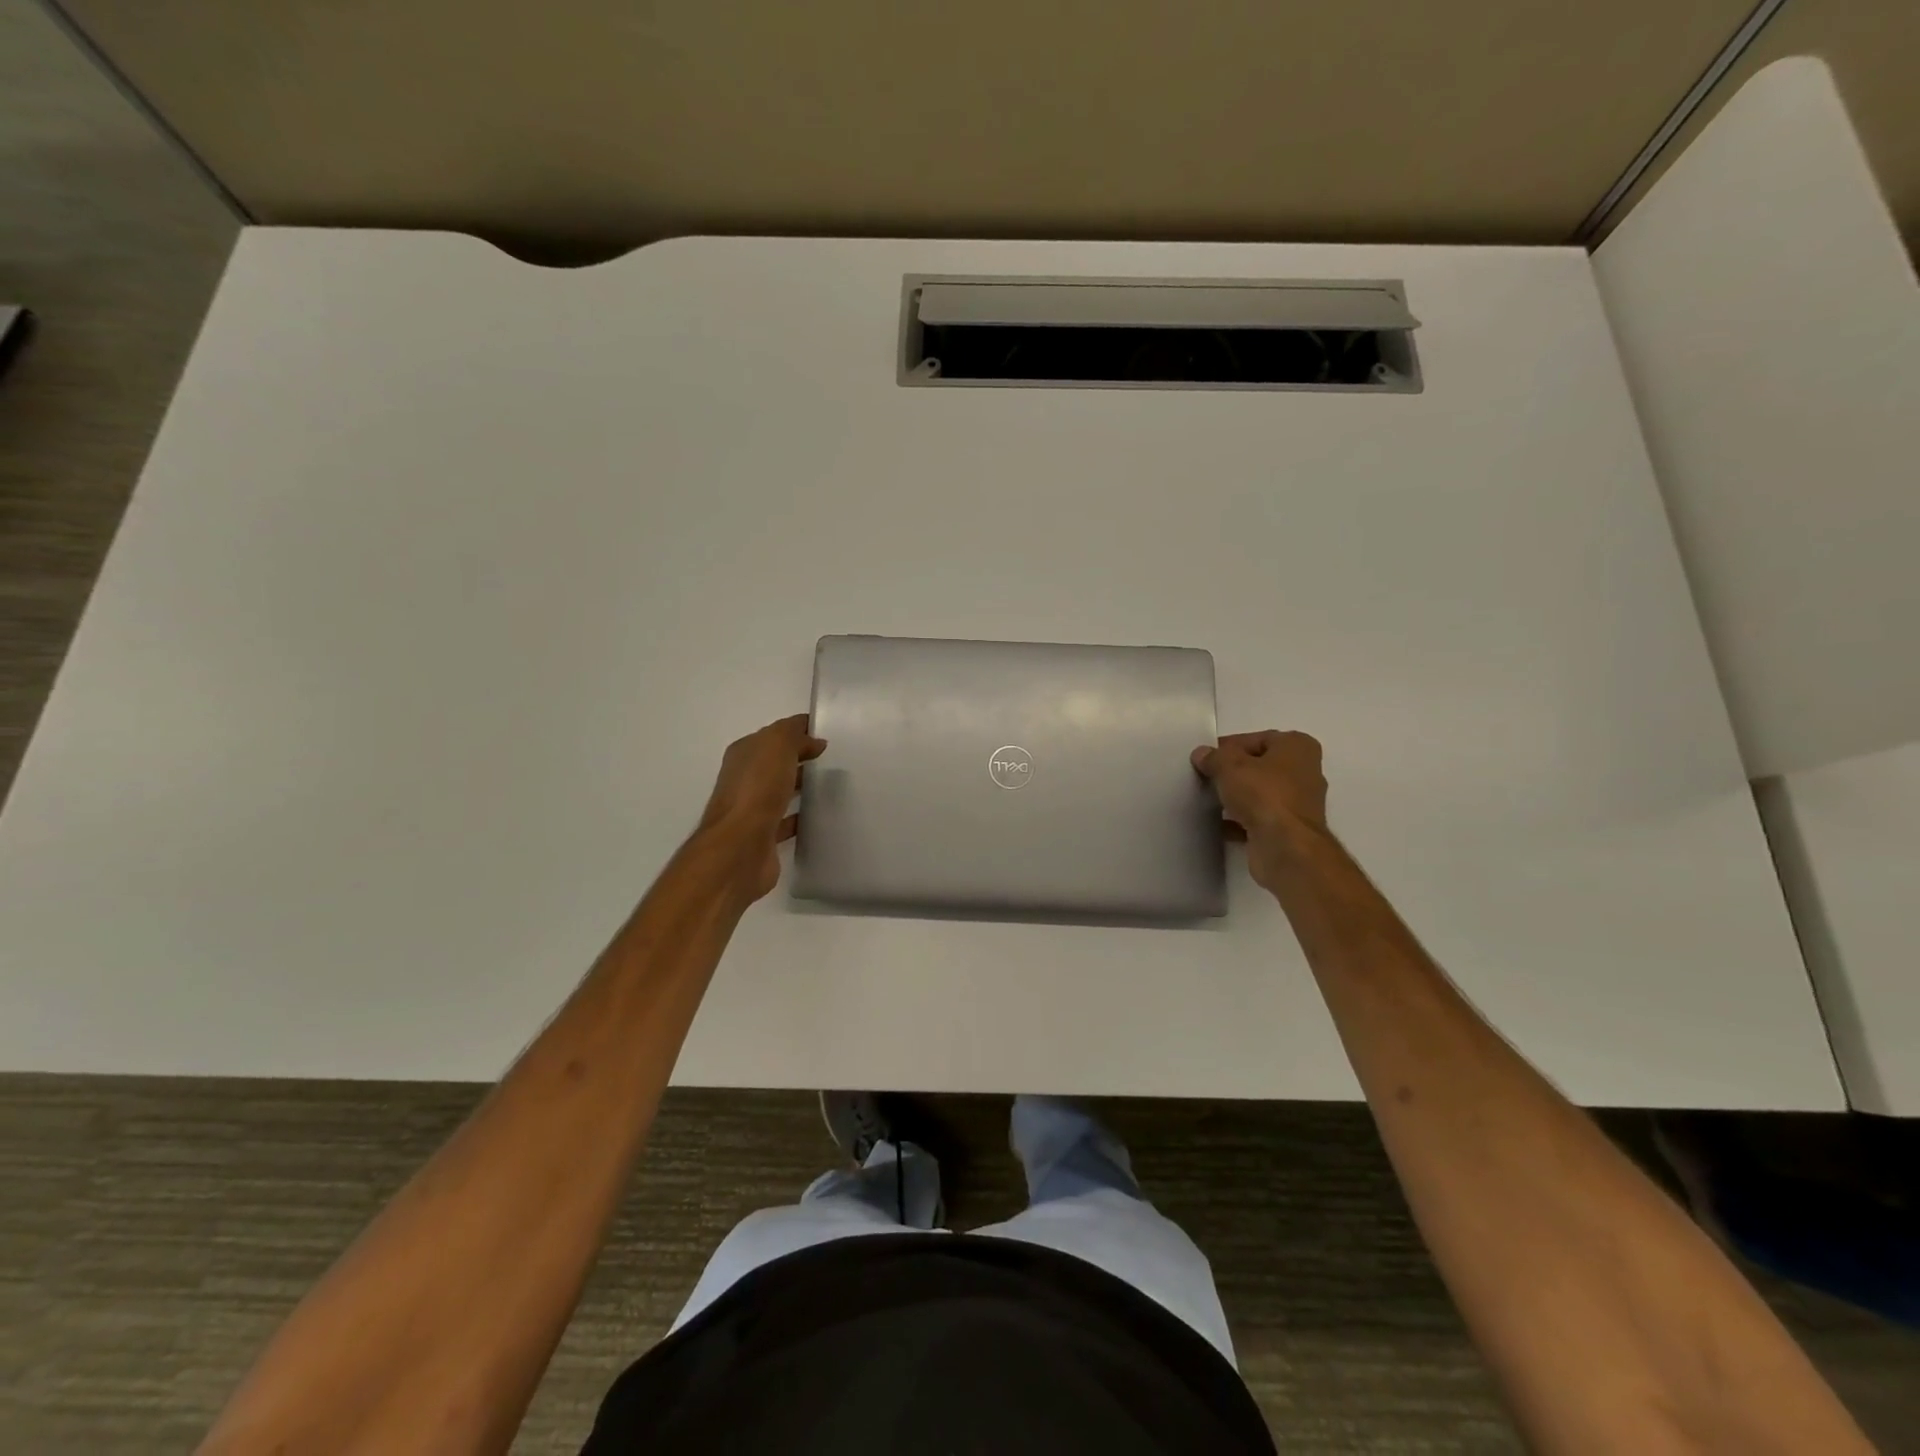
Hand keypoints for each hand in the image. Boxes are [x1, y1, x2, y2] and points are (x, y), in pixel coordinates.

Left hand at [697, 714, 826, 902]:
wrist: (740, 848)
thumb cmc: (757, 790)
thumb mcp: (777, 746)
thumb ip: (794, 736)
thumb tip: (813, 741)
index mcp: (743, 754)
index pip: (773, 735)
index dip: (798, 731)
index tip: (826, 734)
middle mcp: (743, 780)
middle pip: (776, 764)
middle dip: (800, 759)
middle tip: (834, 759)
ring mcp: (751, 810)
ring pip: (780, 792)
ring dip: (801, 787)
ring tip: (831, 785)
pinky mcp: (763, 837)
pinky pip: (786, 821)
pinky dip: (800, 818)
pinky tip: (820, 817)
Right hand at [1191, 730, 1329, 891]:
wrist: (1285, 847)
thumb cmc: (1263, 794)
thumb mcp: (1229, 766)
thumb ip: (1213, 757)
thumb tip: (1202, 754)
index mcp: (1297, 747)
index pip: (1257, 739)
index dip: (1229, 747)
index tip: (1206, 758)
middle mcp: (1304, 772)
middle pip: (1260, 766)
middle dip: (1233, 772)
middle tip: (1205, 777)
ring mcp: (1298, 803)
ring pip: (1259, 794)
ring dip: (1236, 797)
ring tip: (1208, 800)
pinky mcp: (1289, 830)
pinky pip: (1258, 818)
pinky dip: (1239, 820)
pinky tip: (1218, 824)